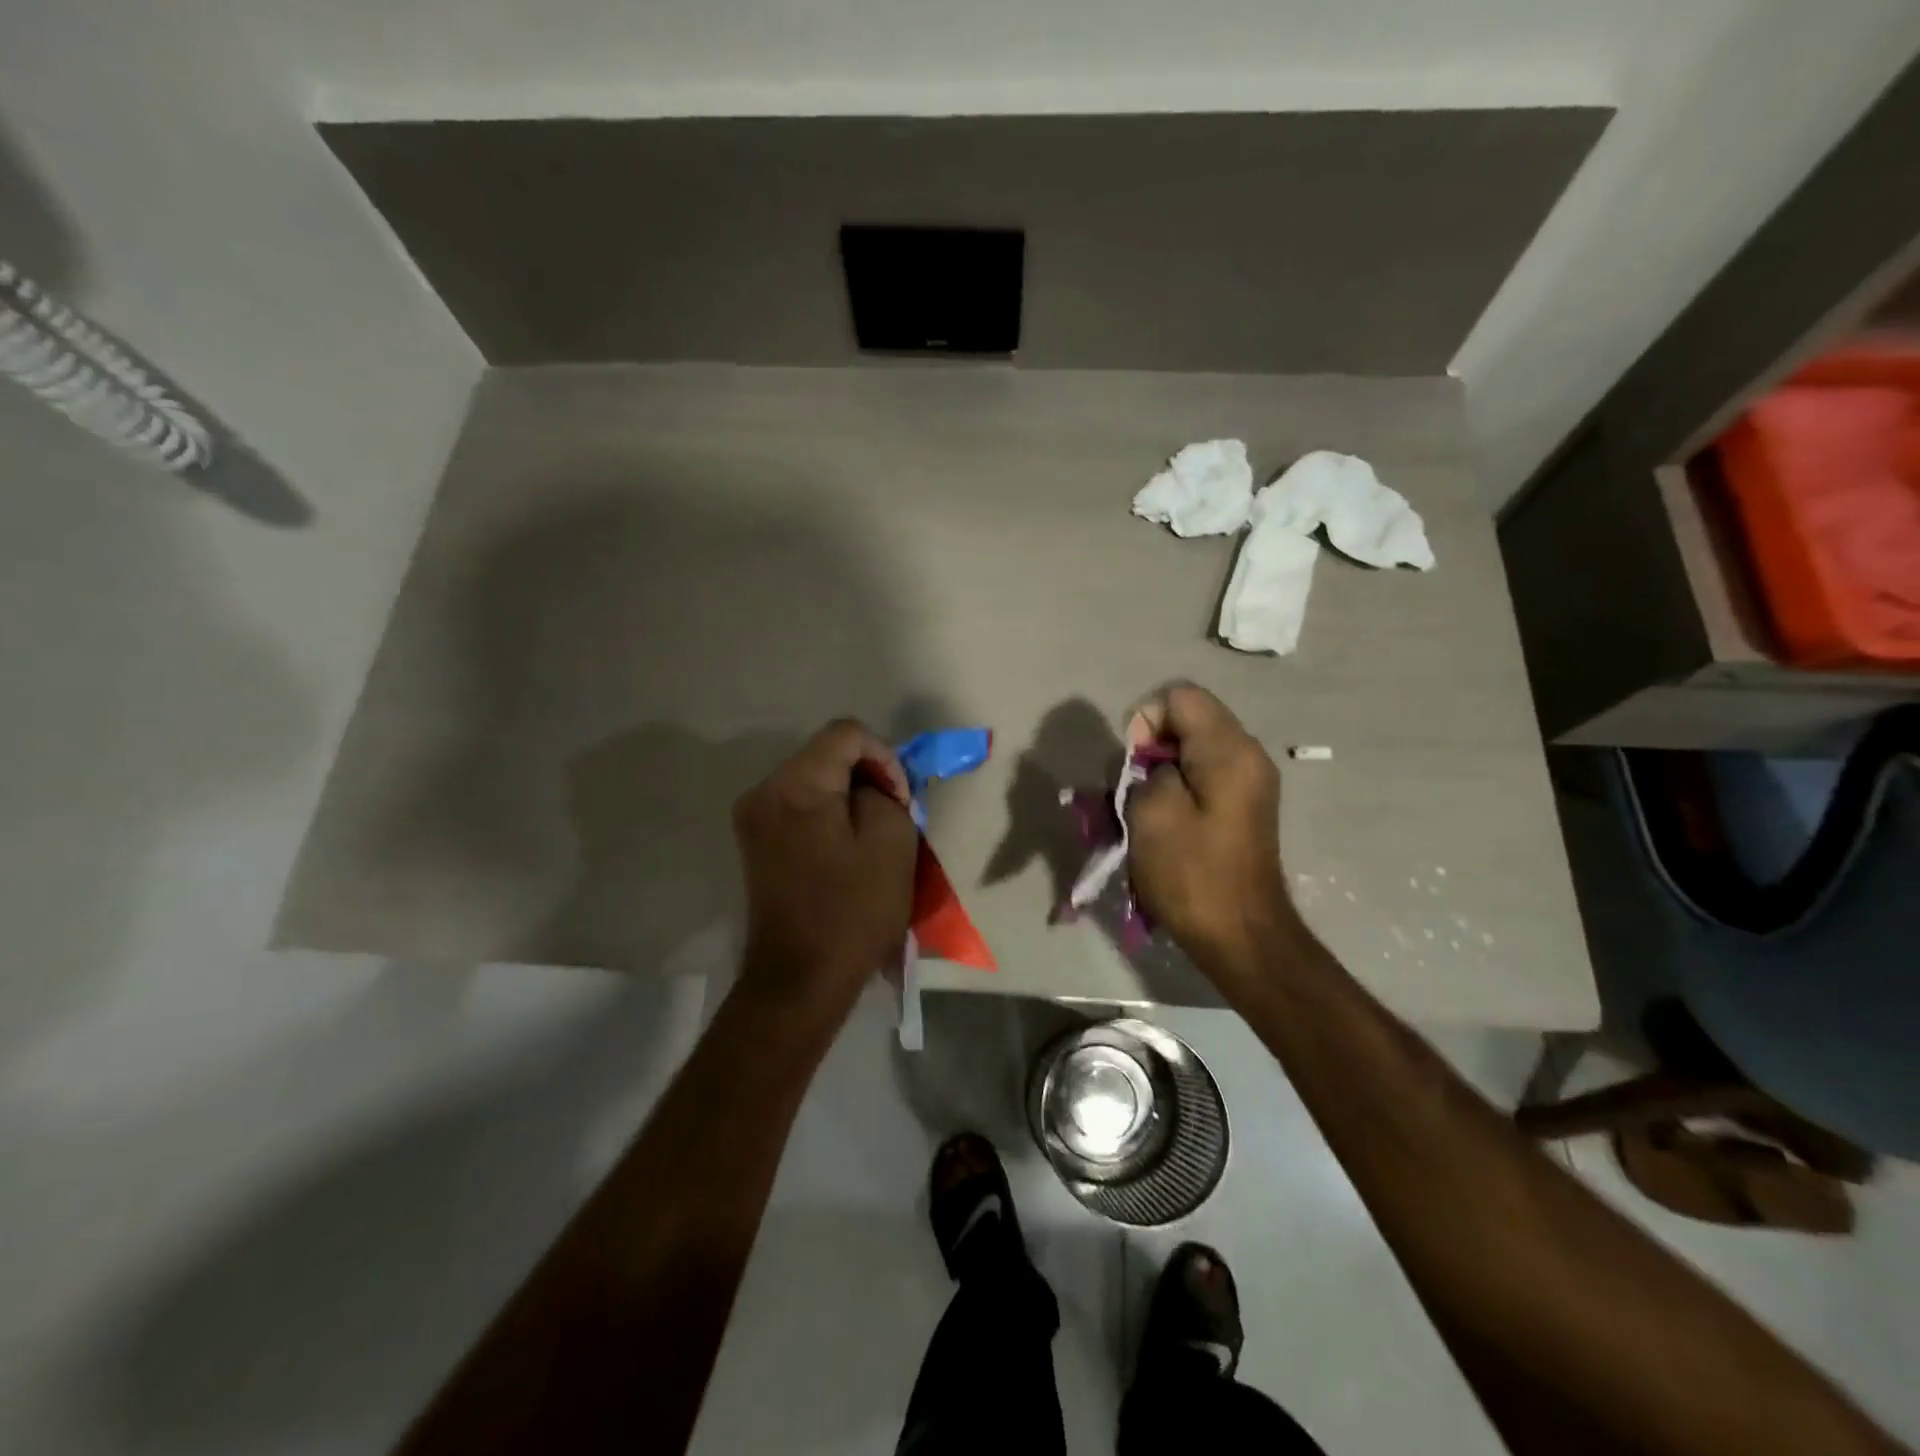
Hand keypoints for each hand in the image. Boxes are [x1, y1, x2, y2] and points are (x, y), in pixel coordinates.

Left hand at [732, 718, 918, 1015]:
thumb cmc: (852, 913)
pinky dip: (829, 813)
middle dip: (867, 776)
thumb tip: (872, 785)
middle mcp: (764, 790)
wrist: (799, 981)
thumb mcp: (892, 844)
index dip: (884, 757)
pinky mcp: (755, 840)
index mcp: (795, 785)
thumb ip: (886, 792)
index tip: (901, 800)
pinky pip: (799, 805)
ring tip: (875, 834)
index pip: (846, 733)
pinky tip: (847, 847)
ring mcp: (753, 816)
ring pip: (814, 779)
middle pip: (827, 754)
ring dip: (850, 796)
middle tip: (896, 816)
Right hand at [1126, 684, 1293, 977]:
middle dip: (1150, 747)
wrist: (1241, 937)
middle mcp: (1247, 755)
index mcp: (1229, 749)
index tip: (1133, 763)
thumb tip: (1152, 763)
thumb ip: (1145, 769)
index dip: (1144, 719)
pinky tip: (1161, 822)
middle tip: (1131, 789)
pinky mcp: (1242, 807)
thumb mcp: (1151, 813)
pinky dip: (1176, 789)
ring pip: (1192, 749)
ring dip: (1160, 771)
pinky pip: (1202, 775)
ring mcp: (1249, 781)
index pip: (1180, 696)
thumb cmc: (1193, 875)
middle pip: (1188, 719)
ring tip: (1142, 810)